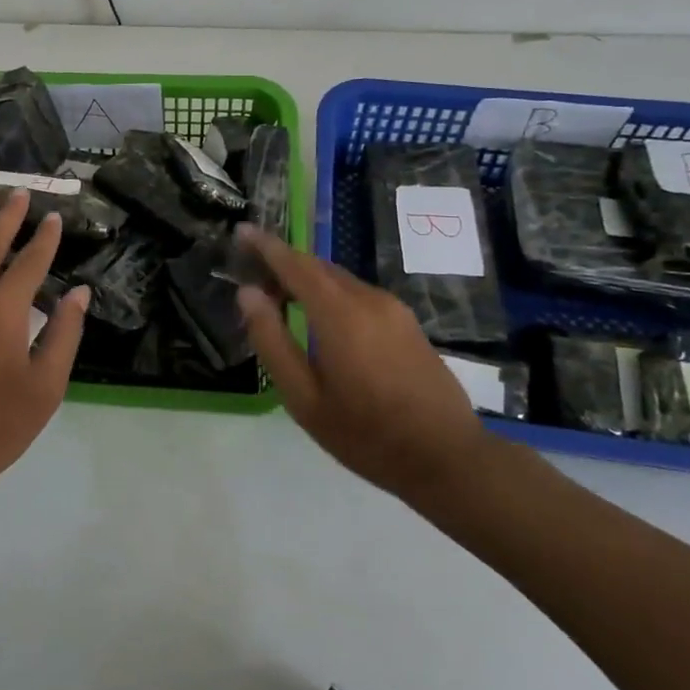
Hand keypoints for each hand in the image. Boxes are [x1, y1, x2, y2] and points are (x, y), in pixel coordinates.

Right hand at [233, 226, 492, 500]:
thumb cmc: (366, 434)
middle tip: (252, 275)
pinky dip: (331, 295)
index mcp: (339, 314)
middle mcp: (368, 299)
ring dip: (307, 280)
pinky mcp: (407, 323)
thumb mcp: (304, 398)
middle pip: (318, 267)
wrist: (447, 458)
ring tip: (281, 300)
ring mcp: (393, 310)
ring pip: (340, 280)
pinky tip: (321, 320)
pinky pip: (359, 294)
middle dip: (283, 263)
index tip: (242, 231)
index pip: (294, 264)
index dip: (265, 246)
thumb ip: (272, 341)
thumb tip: (248, 294)